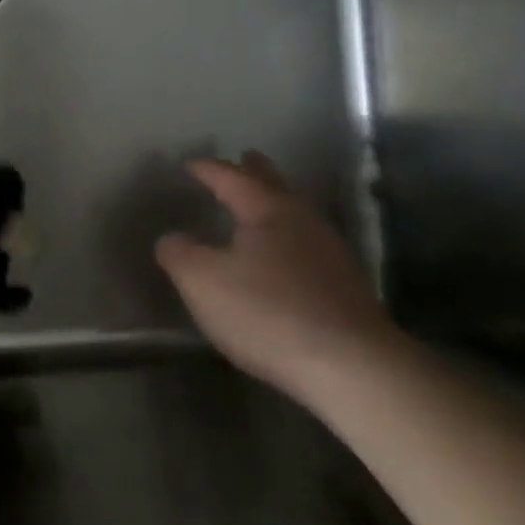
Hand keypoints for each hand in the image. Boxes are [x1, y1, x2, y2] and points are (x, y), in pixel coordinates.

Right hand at [154, 152, 397, 394]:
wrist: (352, 366)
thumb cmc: (267, 311)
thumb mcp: (202, 281)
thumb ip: (179, 254)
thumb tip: (172, 238)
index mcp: (267, 210)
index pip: (232, 177)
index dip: (209, 169)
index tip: (190, 164)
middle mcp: (303, 221)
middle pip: (276, 186)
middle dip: (255, 172)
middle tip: (244, 158)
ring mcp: (330, 253)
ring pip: (295, 215)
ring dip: (274, 206)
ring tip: (257, 208)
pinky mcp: (344, 287)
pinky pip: (306, 246)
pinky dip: (287, 239)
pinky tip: (280, 257)